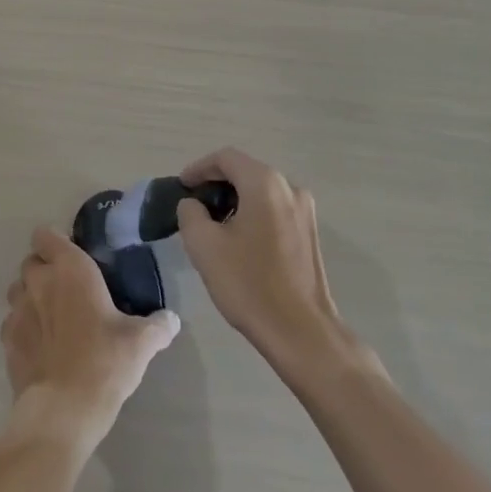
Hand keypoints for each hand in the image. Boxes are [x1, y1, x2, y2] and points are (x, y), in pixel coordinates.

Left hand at [1, 227, 180, 442]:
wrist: (63, 411)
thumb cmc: (104, 362)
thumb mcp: (140, 342)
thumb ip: (157, 326)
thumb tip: (171, 320)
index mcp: (69, 268)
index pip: (46, 235)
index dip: (56, 243)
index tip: (74, 258)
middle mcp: (39, 281)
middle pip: (31, 262)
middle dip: (44, 269)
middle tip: (67, 289)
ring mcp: (18, 311)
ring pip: (18, 290)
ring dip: (30, 296)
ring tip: (51, 316)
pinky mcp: (7, 342)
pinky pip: (11, 323)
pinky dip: (23, 328)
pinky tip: (41, 346)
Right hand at [177, 149, 348, 371]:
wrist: (302, 333)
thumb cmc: (250, 284)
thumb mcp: (204, 246)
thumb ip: (190, 213)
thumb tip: (193, 204)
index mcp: (264, 182)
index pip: (225, 158)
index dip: (199, 168)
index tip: (181, 187)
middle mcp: (289, 187)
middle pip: (245, 171)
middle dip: (216, 184)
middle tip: (194, 206)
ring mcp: (304, 210)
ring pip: (260, 191)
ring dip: (235, 200)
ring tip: (213, 225)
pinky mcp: (309, 232)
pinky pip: (274, 209)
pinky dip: (253, 213)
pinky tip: (239, 240)